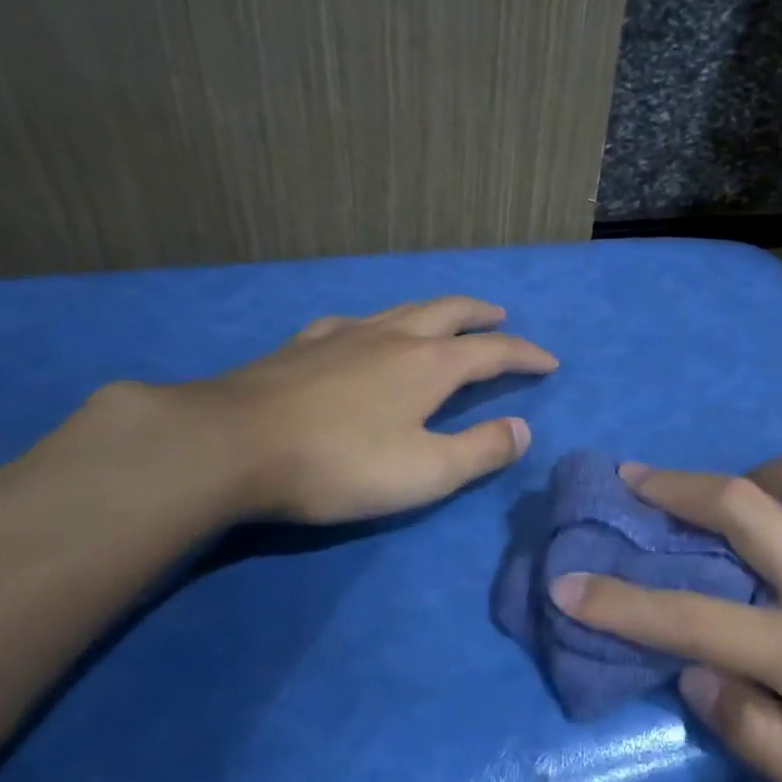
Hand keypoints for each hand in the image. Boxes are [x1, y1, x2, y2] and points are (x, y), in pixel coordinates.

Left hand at [155, 296, 556, 523]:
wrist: (232, 445)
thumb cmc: (340, 464)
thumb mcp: (426, 472)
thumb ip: (481, 450)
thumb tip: (522, 430)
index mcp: (431, 365)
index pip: (494, 352)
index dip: (526, 355)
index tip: (550, 362)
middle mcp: (394, 336)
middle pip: (450, 312)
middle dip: (483, 316)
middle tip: (502, 319)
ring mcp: (345, 334)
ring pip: (404, 308)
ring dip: (437, 310)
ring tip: (448, 317)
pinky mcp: (304, 344)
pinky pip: (355, 321)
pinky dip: (379, 323)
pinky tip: (366, 332)